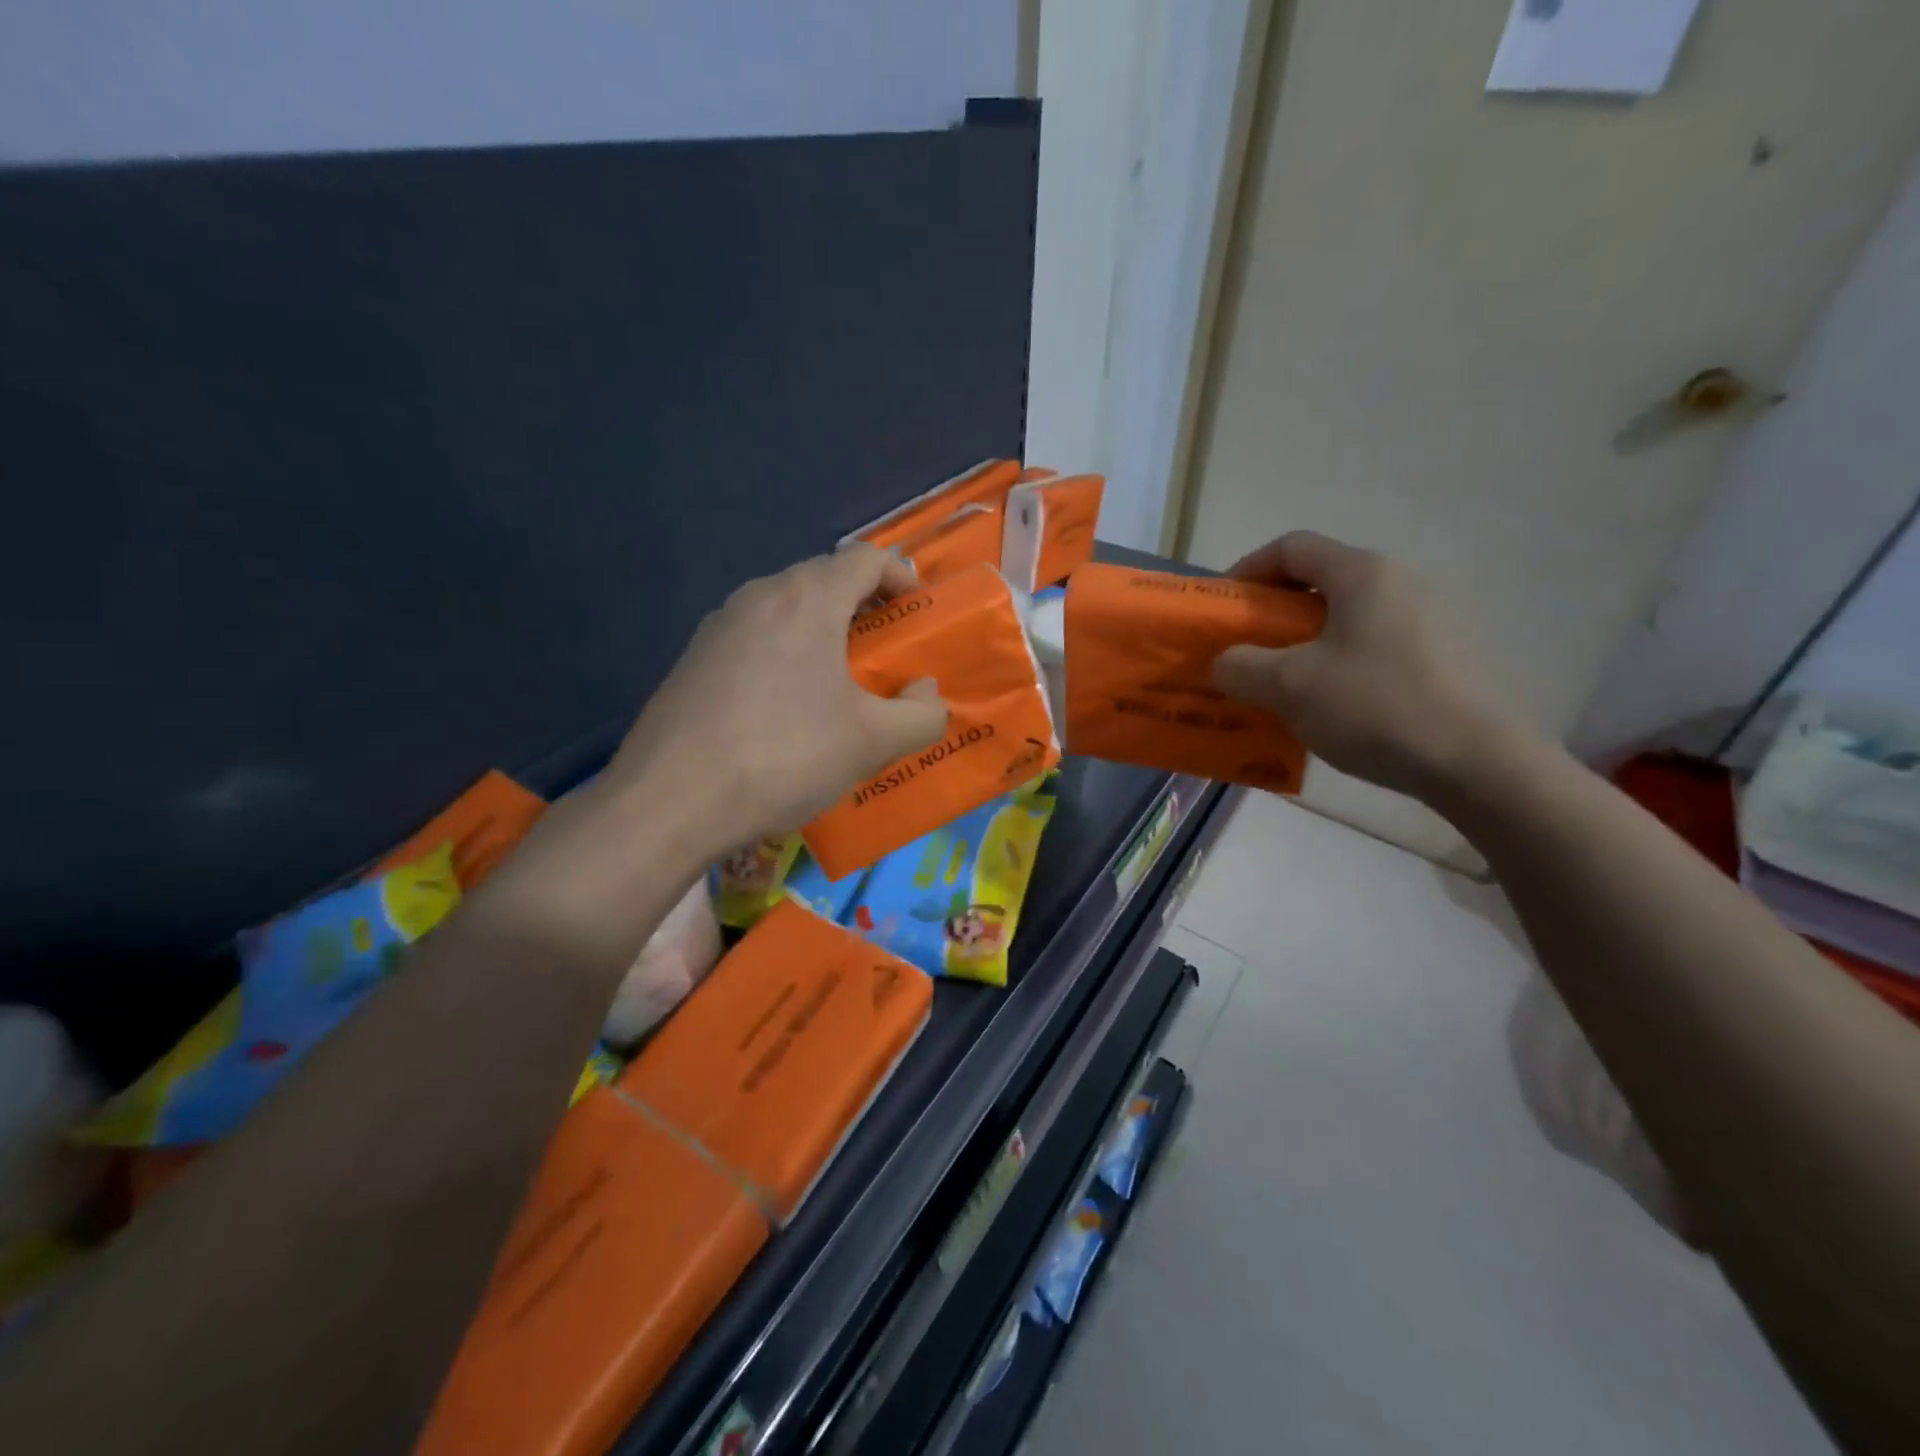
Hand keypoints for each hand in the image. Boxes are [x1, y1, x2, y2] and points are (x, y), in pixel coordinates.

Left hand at [603, 544, 948, 856]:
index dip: (900, 578)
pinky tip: (784, 714)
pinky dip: (784, 658)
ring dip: (821, 636)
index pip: (866, 557)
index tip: (916, 617)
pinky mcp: (691, 659)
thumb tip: (926, 693)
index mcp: (808, 598)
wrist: (671, 800)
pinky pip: (754, 642)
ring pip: (786, 612)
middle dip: (863, 611)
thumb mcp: (873, 742)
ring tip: (836, 689)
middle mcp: (759, 595)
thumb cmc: (786, 756)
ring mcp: (718, 626)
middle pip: (824, 581)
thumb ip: (921, 714)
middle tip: (883, 659)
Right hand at [1211, 531, 1501, 800]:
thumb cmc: (1376, 707)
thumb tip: (1227, 663)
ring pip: (1348, 621)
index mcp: (1363, 574)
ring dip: (1306, 647)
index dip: (1248, 571)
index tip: (1225, 611)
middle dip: (1274, 618)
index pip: (1292, 548)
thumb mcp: (1290, 686)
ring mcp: (1433, 620)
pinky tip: (1334, 711)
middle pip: (1321, 584)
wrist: (1481, 763)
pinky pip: (1376, 649)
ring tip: (1287, 690)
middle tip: (1250, 656)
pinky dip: (1341, 668)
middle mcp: (1402, 583)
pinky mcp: (1450, 658)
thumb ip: (1241, 667)